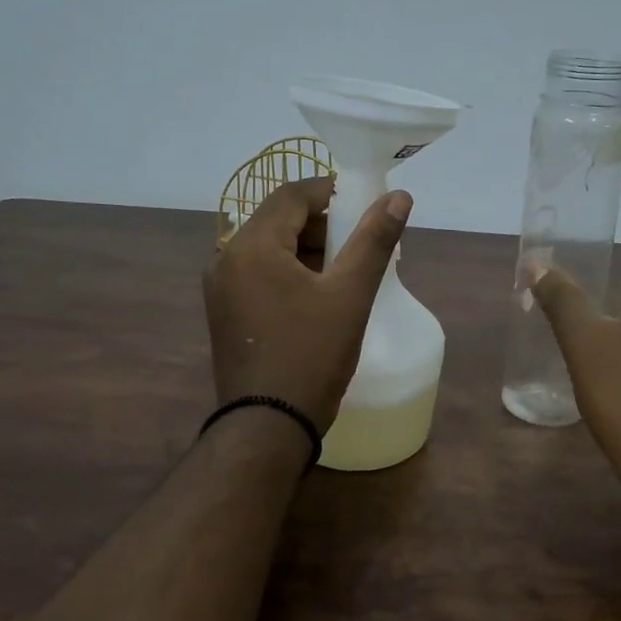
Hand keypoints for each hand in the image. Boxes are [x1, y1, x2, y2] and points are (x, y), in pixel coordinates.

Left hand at [204, 177, 411, 428]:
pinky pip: (259, 274)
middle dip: (321, 225)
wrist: (266, 427)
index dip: (331, 192)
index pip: (291, 195)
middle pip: (278, 220)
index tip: (366, 205)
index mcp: (252, 246)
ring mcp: (220, 288)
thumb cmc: (311, 355)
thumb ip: (374, 241)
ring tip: (346, 271)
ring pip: (268, 248)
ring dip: (307, 249)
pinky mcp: (224, 312)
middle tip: (360, 243)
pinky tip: (318, 295)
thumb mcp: (350, 295)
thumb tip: (399, 197)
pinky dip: (289, 272)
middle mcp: (226, 259)